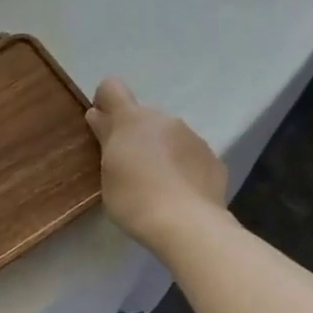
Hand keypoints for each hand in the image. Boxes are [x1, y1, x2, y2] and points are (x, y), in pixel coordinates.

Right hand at [86, 78, 228, 252]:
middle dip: (135, 135)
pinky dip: (182, 167)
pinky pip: (190, 155)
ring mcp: (192, 136)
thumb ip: (106, 142)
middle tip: (129, 168)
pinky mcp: (212, 157)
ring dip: (160, 151)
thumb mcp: (108, 173)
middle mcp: (164, 119)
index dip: (104, 102)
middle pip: (142, 117)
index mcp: (131, 120)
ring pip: (169, 136)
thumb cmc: (134, 200)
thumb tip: (100, 118)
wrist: (187, 224)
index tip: (102, 126)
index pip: (112, 88)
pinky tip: (179, 193)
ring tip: (157, 185)